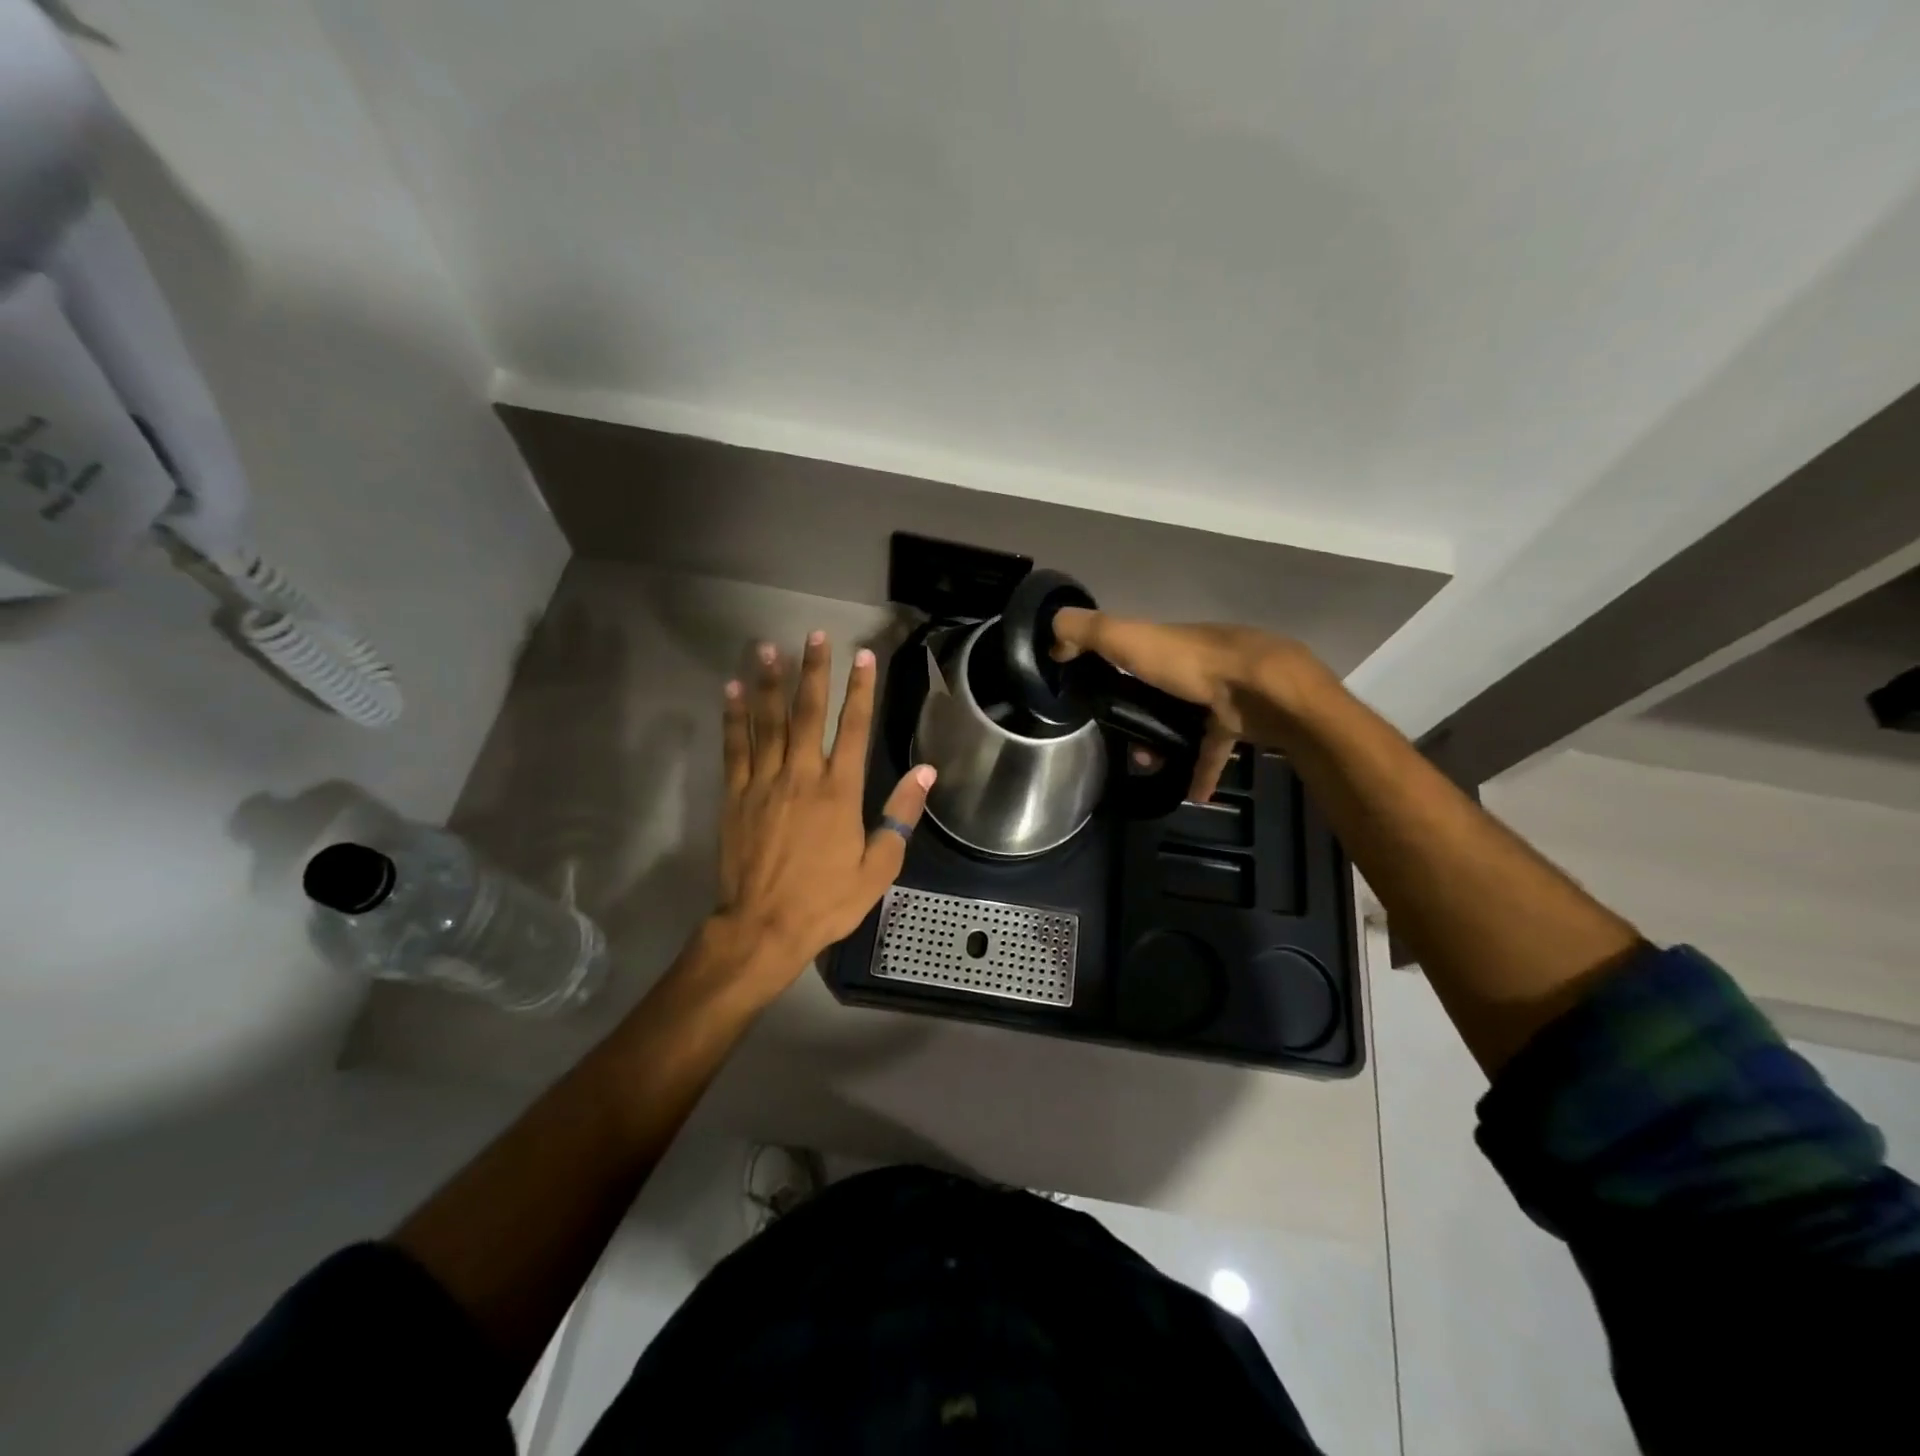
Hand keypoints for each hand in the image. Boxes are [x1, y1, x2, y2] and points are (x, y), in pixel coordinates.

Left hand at [716, 631, 934, 986]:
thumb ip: (900, 815)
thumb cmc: (826, 900)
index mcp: (840, 792)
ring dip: (768, 682)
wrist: (764, 927)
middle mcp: (801, 776)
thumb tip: (926, 771)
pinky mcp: (735, 796)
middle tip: (815, 635)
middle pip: (808, 713)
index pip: (854, 729)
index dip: (861, 690)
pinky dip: (733, 718)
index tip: (863, 656)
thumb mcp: (878, 866)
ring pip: (767, 722)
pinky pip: (734, 749)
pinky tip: (731, 690)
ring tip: (767, 647)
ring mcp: (763, 783)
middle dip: (814, 671)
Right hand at [1051, 610, 1330, 801]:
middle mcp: (1198, 663)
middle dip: (1140, 718)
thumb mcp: (1131, 639)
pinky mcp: (1243, 722)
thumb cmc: (1193, 664)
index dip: (1113, 668)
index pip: (1136, 651)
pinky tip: (1192, 795)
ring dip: (1166, 745)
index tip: (1095, 697)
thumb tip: (1051, 633)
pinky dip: (1203, 771)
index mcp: (1171, 642)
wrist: (1265, 691)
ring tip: (1150, 767)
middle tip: (1125, 745)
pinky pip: (1216, 749)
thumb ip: (1089, 632)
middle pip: (1161, 691)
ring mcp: (1224, 693)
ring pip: (1186, 720)